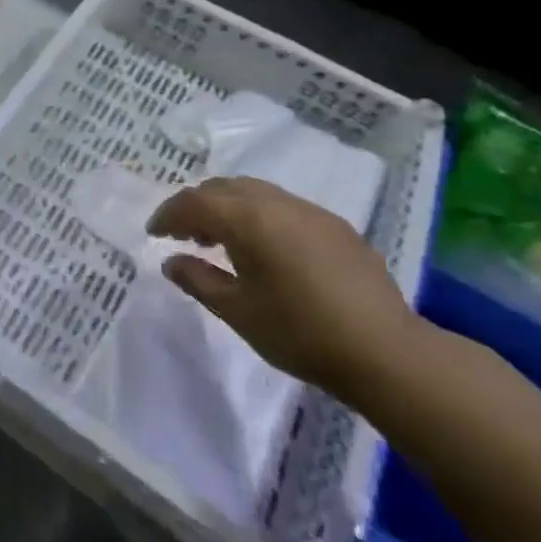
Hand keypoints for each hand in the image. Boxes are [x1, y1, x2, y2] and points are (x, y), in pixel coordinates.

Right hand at [148, 177, 423, 400]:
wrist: (386, 353)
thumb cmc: (300, 332)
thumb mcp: (237, 311)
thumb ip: (198, 279)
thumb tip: (171, 261)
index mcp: (247, 218)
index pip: (194, 202)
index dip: (168, 215)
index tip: (154, 233)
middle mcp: (277, 203)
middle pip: (223, 188)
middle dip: (197, 205)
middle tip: (183, 234)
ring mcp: (311, 212)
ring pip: (255, 193)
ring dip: (229, 208)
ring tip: (220, 241)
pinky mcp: (336, 227)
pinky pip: (283, 207)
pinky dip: (259, 216)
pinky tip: (265, 249)